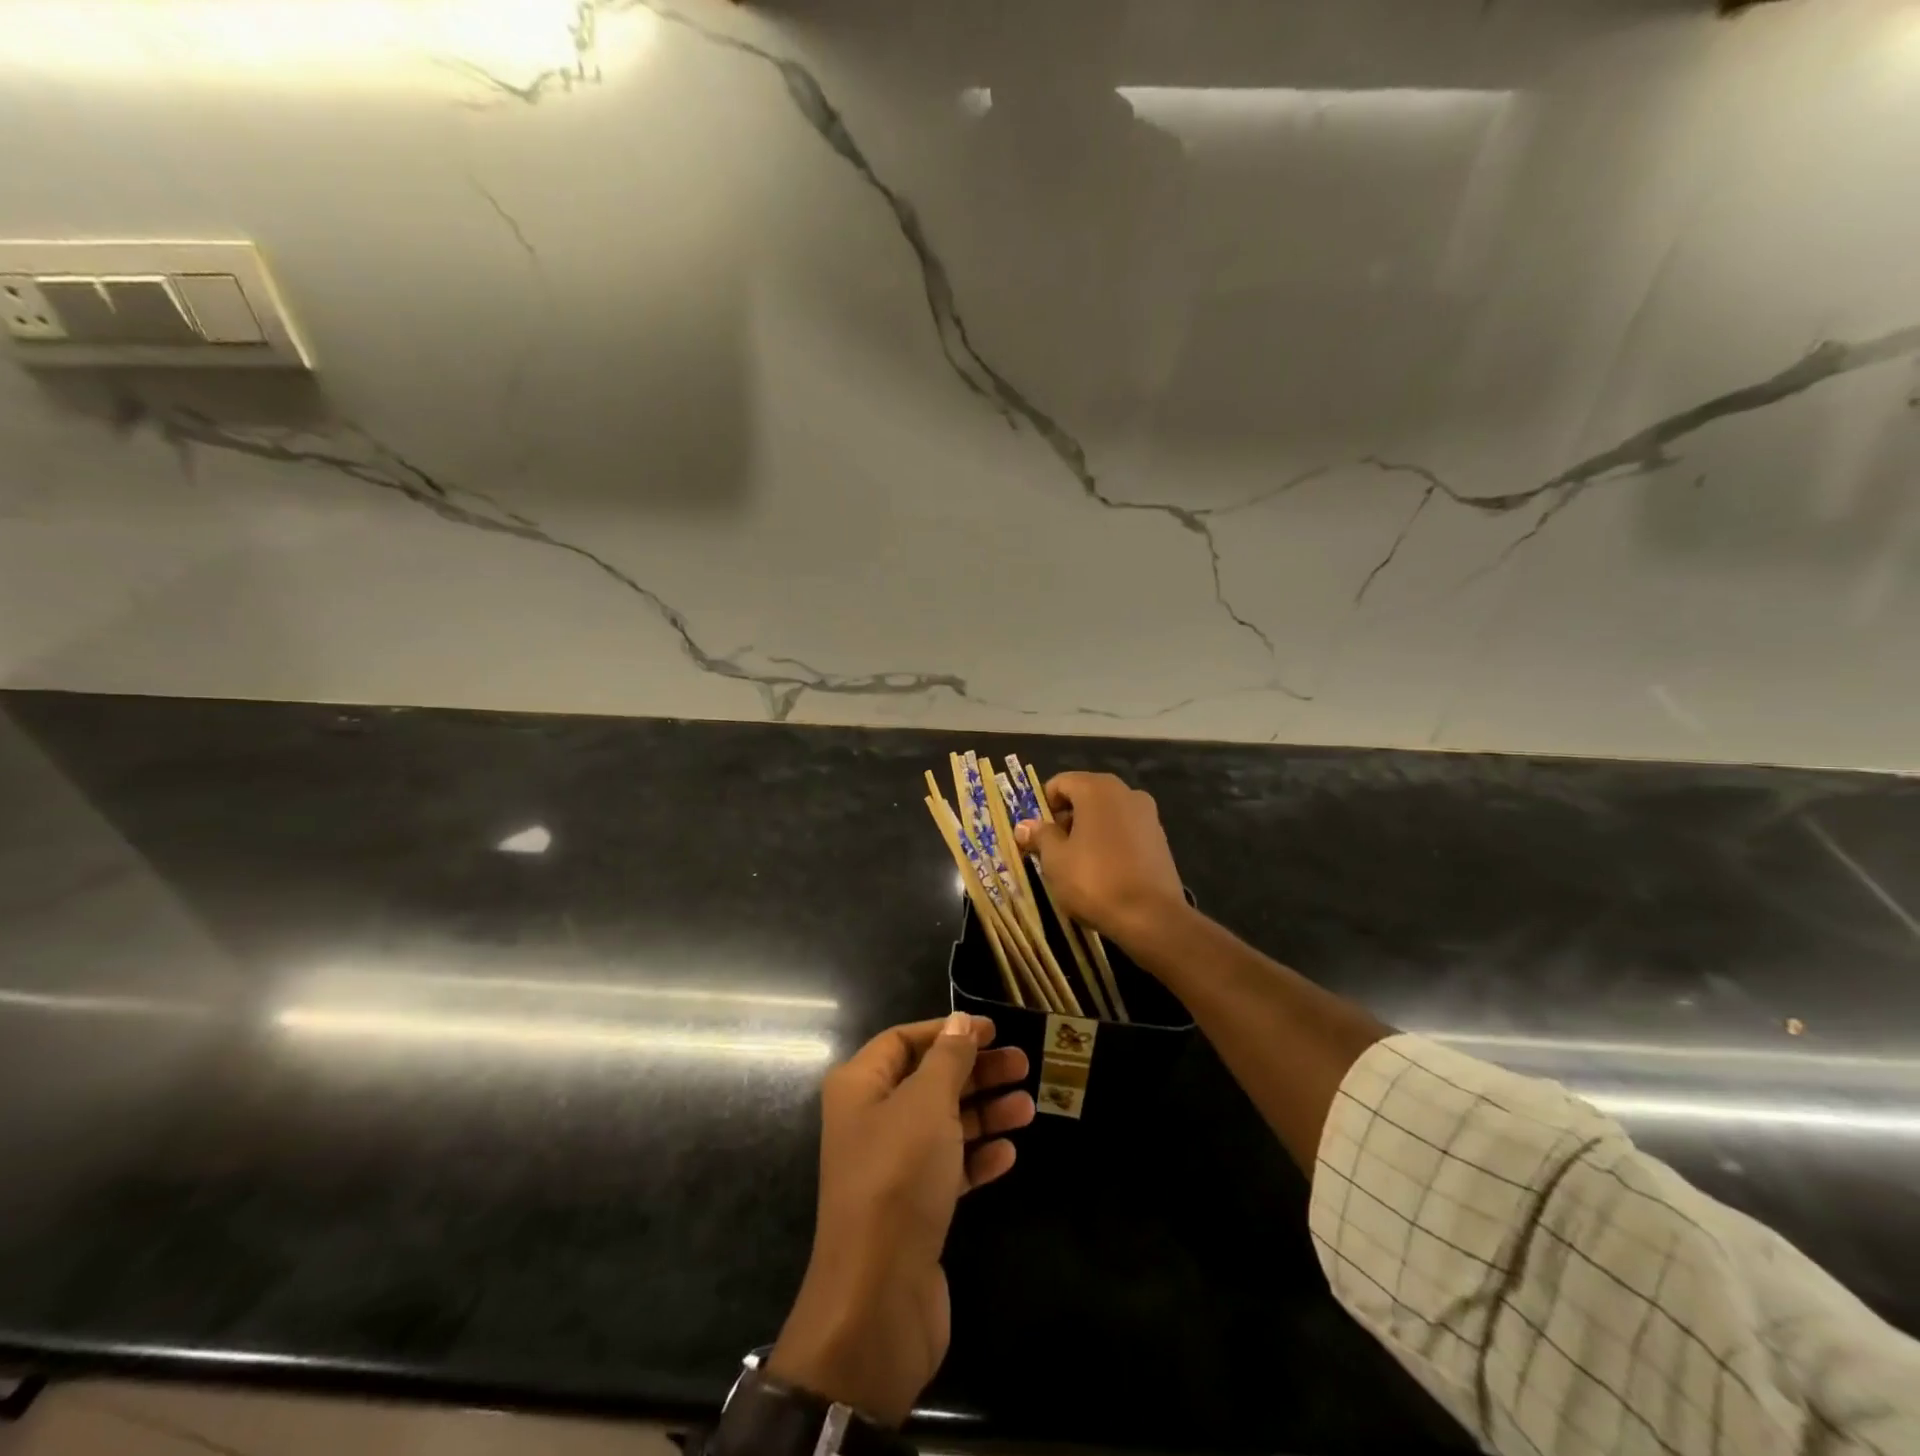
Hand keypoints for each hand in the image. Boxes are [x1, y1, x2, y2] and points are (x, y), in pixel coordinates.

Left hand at [767, 1013, 1034, 1425]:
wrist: (878, 1296)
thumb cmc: (899, 1176)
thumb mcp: (927, 1103)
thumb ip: (948, 1058)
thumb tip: (961, 1021)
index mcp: (860, 1087)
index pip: (902, 1041)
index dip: (946, 1031)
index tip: (991, 1029)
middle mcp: (871, 1121)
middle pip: (928, 1081)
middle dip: (975, 1071)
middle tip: (1023, 1064)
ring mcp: (891, 1167)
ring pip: (944, 1125)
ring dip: (985, 1113)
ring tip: (1028, 1106)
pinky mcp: (913, 1208)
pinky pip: (949, 1168)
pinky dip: (977, 1157)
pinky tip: (1009, 1154)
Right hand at [1014, 771, 1186, 943]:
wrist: (1152, 917)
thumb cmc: (1094, 880)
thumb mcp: (1055, 859)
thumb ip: (1040, 836)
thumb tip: (1024, 825)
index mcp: (1097, 789)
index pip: (1060, 783)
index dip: (1043, 806)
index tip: (1036, 833)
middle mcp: (1126, 792)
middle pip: (1085, 796)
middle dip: (1066, 819)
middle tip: (1053, 850)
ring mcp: (1147, 815)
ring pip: (1107, 814)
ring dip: (1088, 831)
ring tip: (1077, 863)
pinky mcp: (1160, 838)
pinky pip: (1126, 831)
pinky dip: (1110, 842)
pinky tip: (1103, 871)